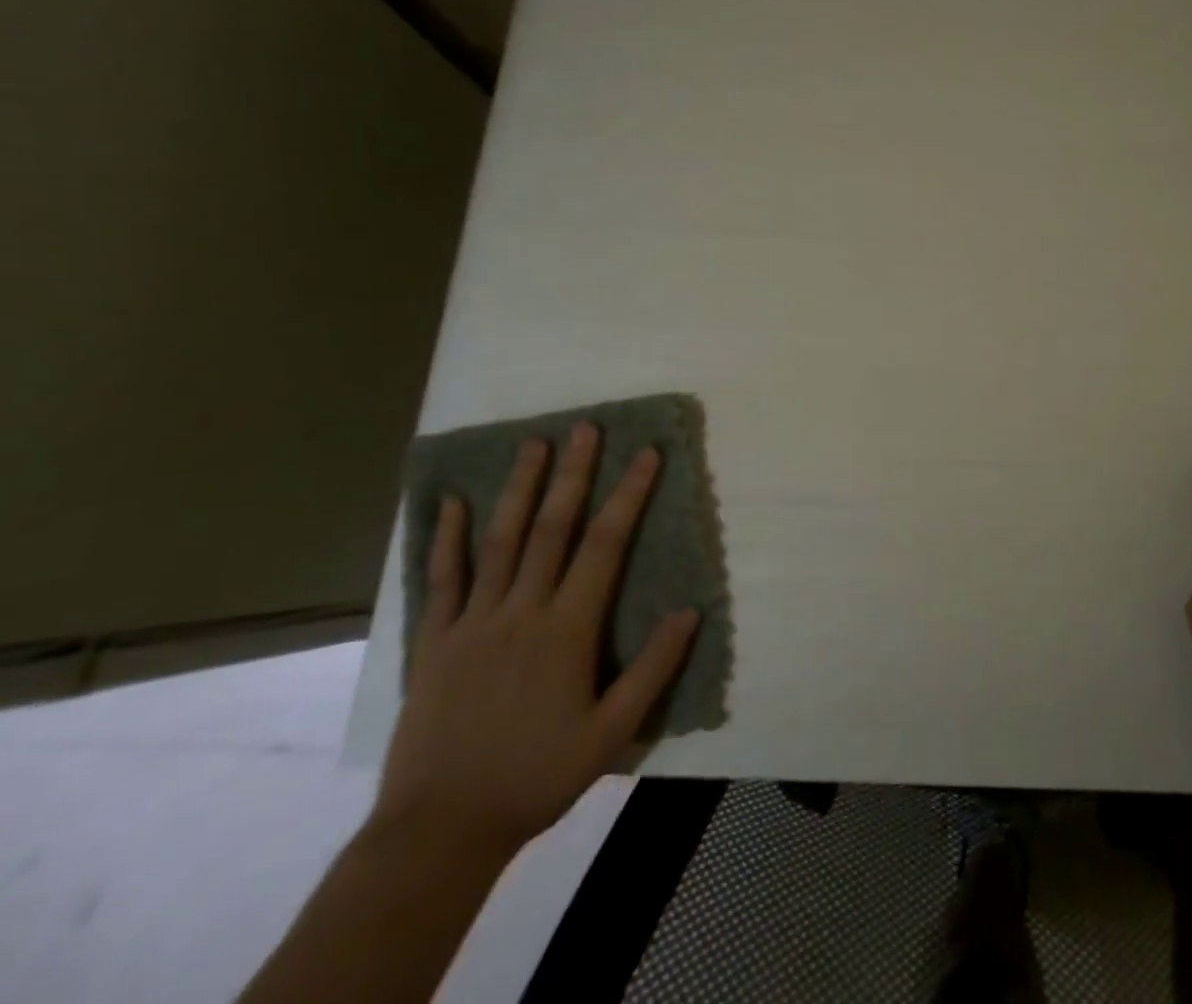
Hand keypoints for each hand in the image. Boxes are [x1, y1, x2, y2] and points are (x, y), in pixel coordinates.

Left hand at [374, 421, 699, 855]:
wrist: (439, 830)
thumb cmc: (536, 776)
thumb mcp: (611, 732)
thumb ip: (653, 668)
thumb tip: (691, 610)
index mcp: (567, 629)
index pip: (606, 544)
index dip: (629, 494)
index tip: (646, 454)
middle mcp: (521, 611)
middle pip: (552, 528)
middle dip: (573, 473)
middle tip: (585, 427)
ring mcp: (473, 622)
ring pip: (499, 541)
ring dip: (518, 488)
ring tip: (532, 444)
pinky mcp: (434, 642)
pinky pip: (442, 580)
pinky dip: (447, 539)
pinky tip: (451, 504)